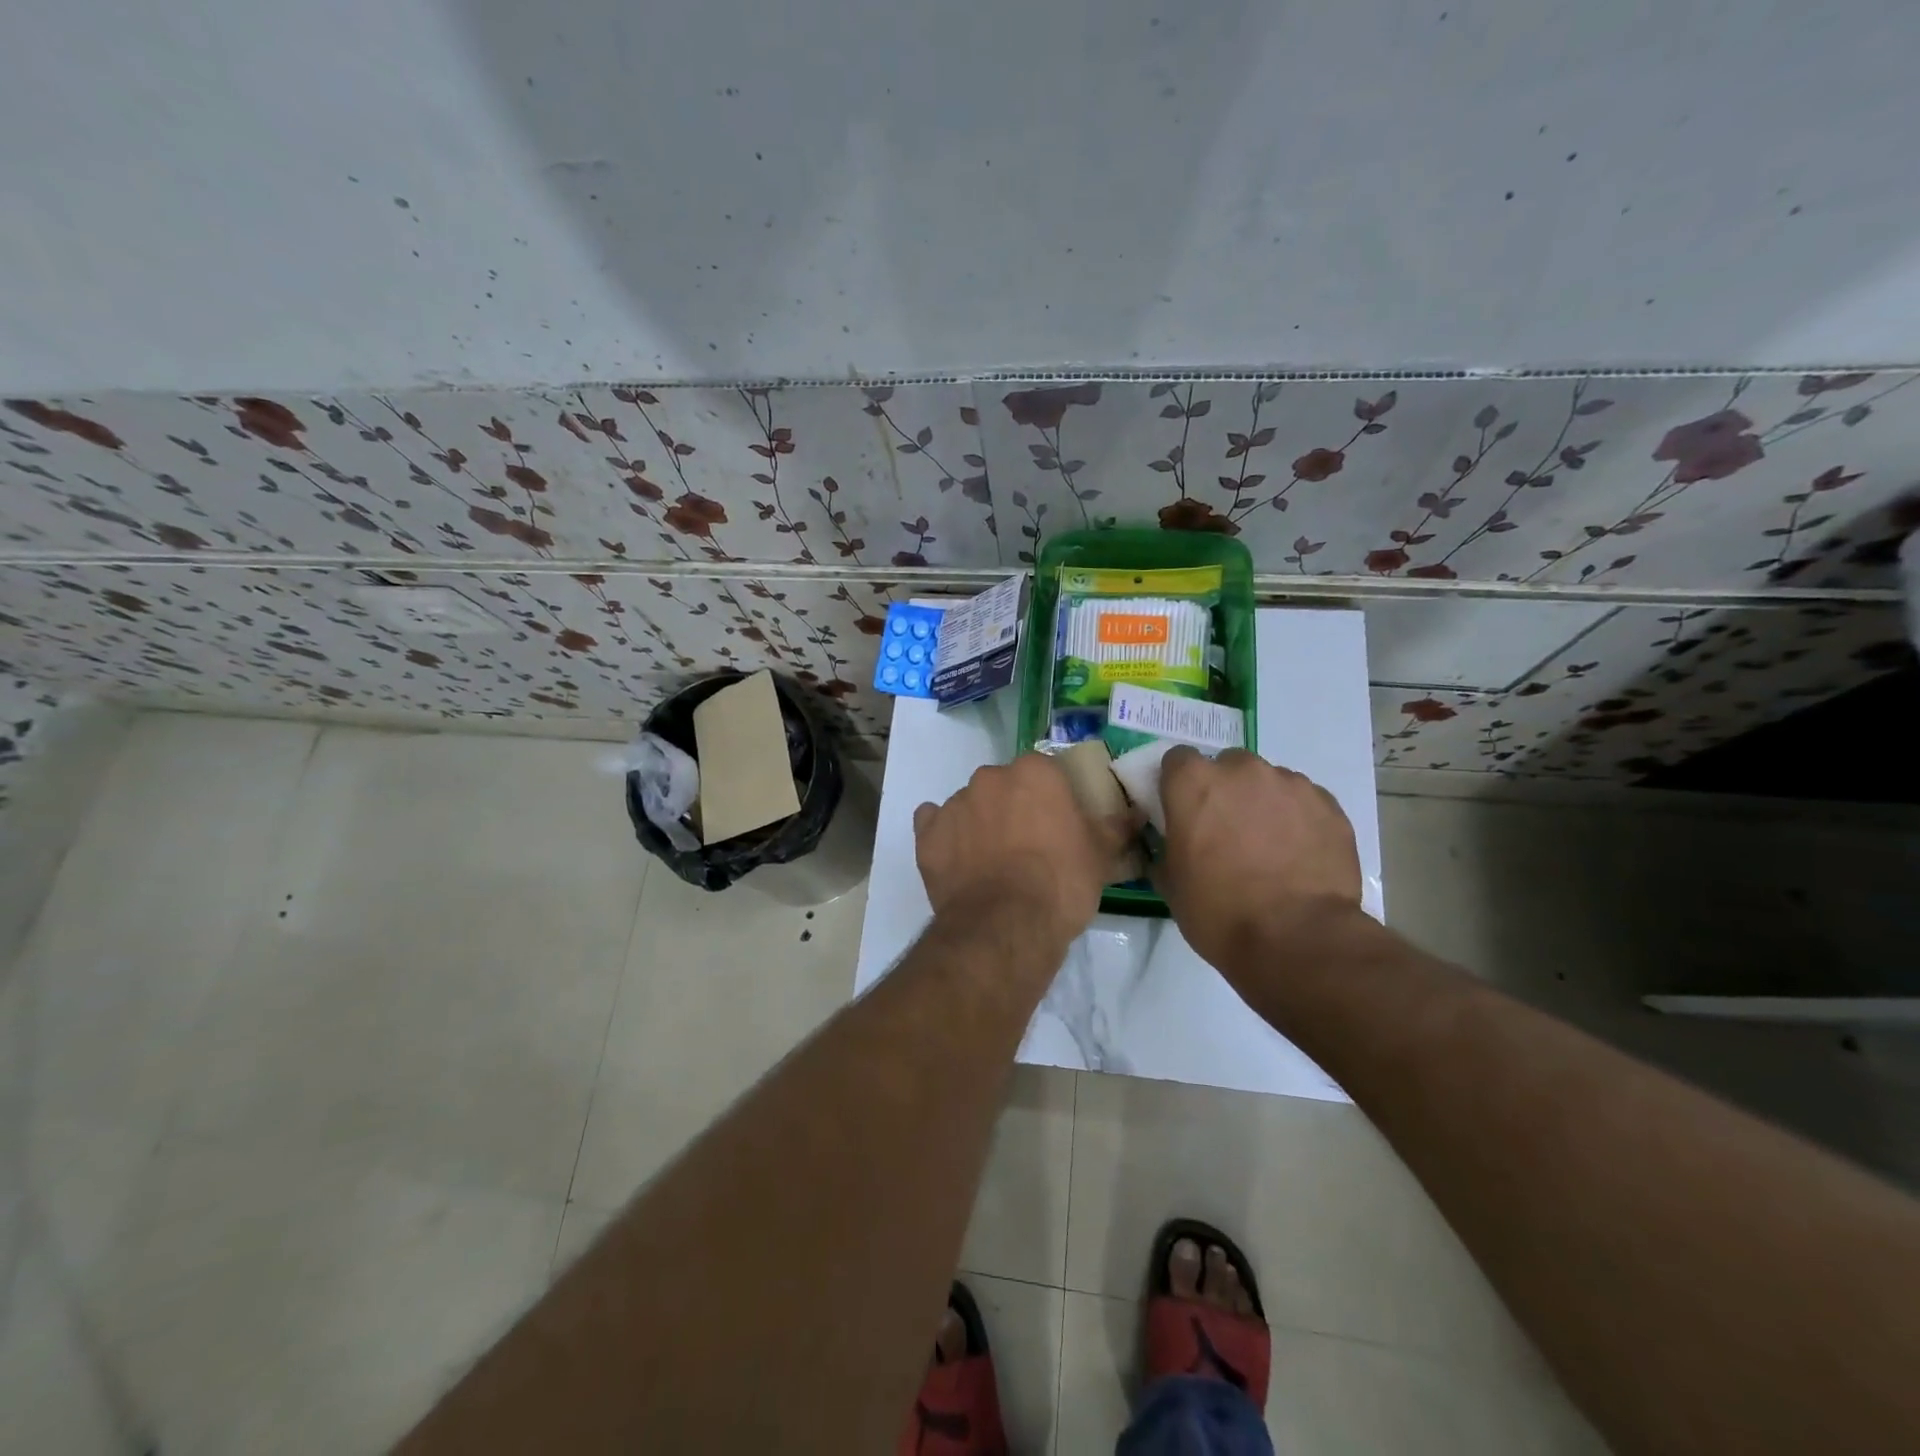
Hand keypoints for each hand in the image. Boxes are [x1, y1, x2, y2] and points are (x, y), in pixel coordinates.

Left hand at [914, 754, 1128, 945]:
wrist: (1006, 926)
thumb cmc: (1061, 883)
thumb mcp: (1100, 856)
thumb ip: (1116, 827)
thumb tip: (1136, 813)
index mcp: (1033, 772)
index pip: (1044, 771)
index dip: (1051, 797)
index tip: (1057, 823)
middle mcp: (989, 778)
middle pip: (1003, 785)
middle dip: (1013, 807)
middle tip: (1027, 844)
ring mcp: (954, 805)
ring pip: (970, 805)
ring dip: (980, 823)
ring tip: (993, 862)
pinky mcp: (926, 835)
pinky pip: (934, 825)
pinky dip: (945, 837)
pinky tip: (959, 861)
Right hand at [1154, 746, 1361, 967]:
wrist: (1297, 939)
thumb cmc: (1219, 911)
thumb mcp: (1171, 883)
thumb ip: (1167, 848)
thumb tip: (1172, 844)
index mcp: (1194, 783)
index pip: (1178, 760)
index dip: (1179, 784)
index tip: (1183, 810)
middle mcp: (1241, 770)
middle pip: (1227, 766)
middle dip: (1225, 791)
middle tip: (1227, 831)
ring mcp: (1290, 783)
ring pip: (1269, 782)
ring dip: (1263, 804)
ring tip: (1270, 847)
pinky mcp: (1328, 805)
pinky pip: (1304, 802)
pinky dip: (1298, 820)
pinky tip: (1299, 855)